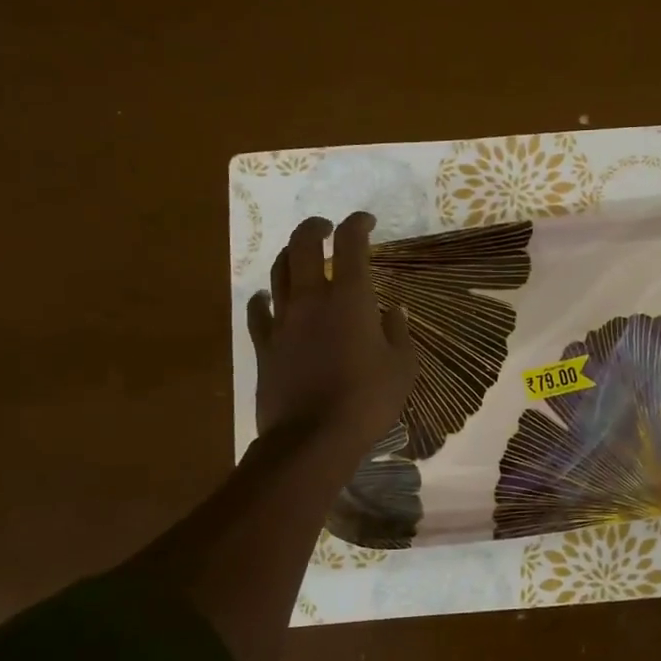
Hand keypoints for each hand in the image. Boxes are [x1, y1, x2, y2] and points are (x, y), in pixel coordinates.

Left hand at [246, 212, 417, 459]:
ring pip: (277, 271)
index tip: (367, 222)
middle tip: (327, 227)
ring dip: (289, 255)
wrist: (313, 439)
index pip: (350, 244)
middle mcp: (311, 299)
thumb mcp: (402, 367)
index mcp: (350, 299)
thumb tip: (392, 312)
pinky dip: (264, 297)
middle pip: (302, 245)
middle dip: (315, 227)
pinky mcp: (264, 345)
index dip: (358, 224)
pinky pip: (258, 311)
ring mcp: (283, 321)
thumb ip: (398, 333)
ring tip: (300, 255)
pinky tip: (268, 297)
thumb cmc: (367, 400)